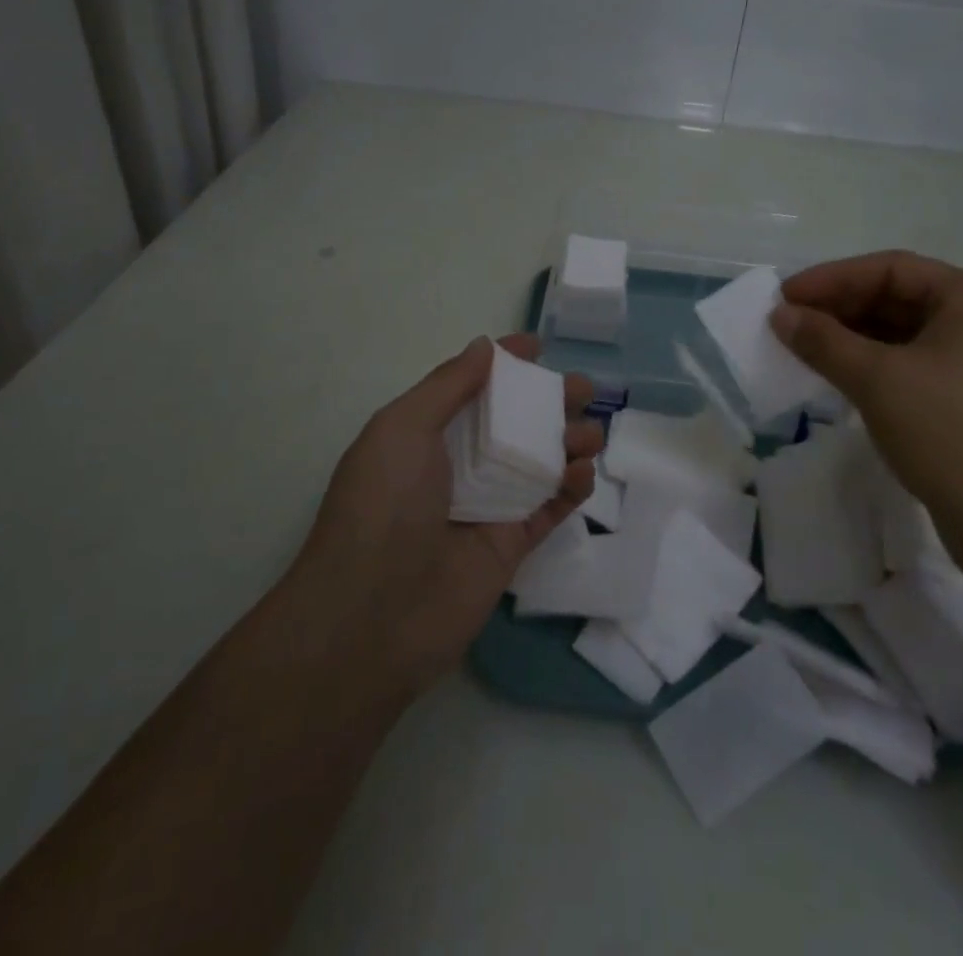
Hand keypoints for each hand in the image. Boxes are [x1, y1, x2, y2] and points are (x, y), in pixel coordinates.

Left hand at [292, 334, 599, 693]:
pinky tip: (583, 473)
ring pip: (539, 460)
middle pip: (514, 422)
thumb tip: (484, 346)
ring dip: (569, 440)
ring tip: (589, 434)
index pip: (473, 387)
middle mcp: (459, 464)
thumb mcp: (403, 429)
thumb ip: (448, 385)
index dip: (504, 365)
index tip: (537, 346)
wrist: (373, 617)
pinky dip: (572, 486)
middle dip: (550, 400)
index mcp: (427, 432)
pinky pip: (550, 507)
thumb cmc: (383, 506)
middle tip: (583, 390)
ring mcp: (488, 504)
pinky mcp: (512, 544)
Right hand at [770, 251, 962, 546]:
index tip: (784, 297)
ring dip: (850, 337)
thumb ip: (823, 340)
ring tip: (803, 348)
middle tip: (788, 323)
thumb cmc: (949, 432)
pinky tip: (836, 375)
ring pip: (900, 333)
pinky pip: (909, 363)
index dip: (832, 279)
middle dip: (839, 308)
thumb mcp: (876, 379)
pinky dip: (870, 364)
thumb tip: (779, 315)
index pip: (891, 269)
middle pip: (897, 297)